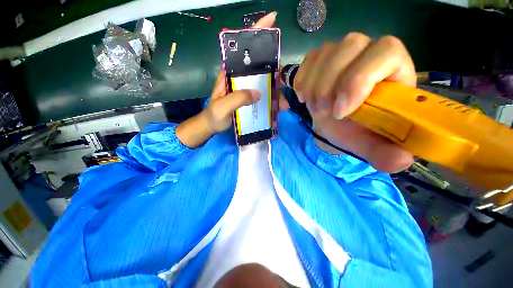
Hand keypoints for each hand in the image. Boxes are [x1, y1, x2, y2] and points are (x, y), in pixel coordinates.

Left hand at [204, 11, 277, 132]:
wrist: (212, 126)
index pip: (243, 48)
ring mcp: (246, 88)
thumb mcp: (222, 107)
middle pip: (261, 67)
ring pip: (266, 83)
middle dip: (275, 72)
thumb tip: (257, 93)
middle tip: (283, 84)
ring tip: (283, 105)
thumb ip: (237, 99)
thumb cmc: (214, 116)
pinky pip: (265, 95)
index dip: (256, 32)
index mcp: (230, 73)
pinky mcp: (250, 98)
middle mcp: (240, 77)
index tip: (272, 20)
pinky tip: (278, 108)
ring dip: (276, 92)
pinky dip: (273, 101)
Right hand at [294, 33, 414, 171]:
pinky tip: (306, 96)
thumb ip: (385, 154)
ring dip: (313, 86)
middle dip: (329, 86)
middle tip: (324, 112)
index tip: (340, 112)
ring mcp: (343, 52)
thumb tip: (401, 160)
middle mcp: (370, 52)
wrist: (334, 123)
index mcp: (394, 72)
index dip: (359, 80)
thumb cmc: (353, 131)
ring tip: (316, 107)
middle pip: (350, 46)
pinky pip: (308, 60)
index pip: (387, 51)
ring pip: (325, 52)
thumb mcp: (368, 146)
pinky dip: (302, 81)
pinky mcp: (322, 57)